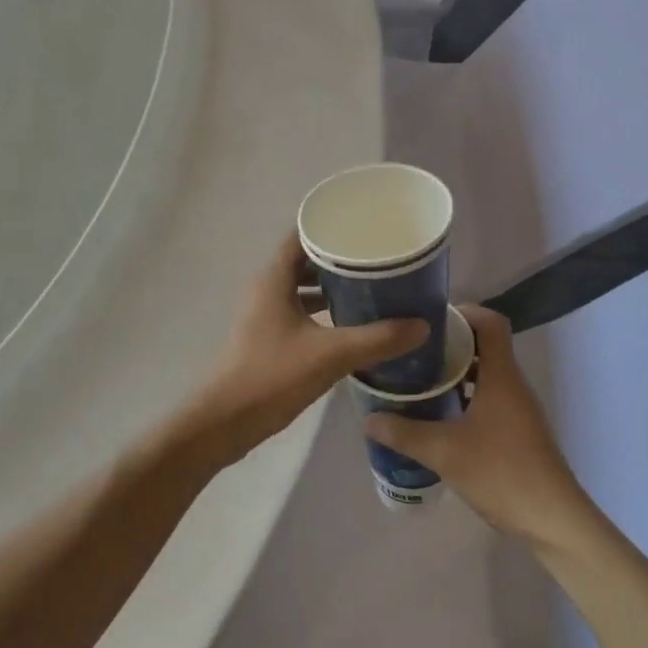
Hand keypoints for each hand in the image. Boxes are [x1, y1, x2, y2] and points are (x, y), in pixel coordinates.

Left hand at [175, 233, 427, 469]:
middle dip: (340, 258)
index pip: (302, 235)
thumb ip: (377, 339)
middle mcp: (266, 289)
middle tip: (378, 258)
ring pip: (302, 288)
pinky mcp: (267, 338)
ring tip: (372, 287)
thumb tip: (422, 325)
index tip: (365, 225)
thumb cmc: (272, 376)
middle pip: (305, 260)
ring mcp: (264, 314)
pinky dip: (323, 311)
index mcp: (273, 278)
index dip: (331, 226)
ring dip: (332, 286)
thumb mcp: (330, 355)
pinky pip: (299, 311)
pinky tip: (351, 323)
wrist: (225, 421)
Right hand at [365, 305, 592, 547]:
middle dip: (449, 343)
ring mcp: (518, 408)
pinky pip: (489, 398)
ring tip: (419, 379)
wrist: (553, 520)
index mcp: (501, 375)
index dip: (462, 312)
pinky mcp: (518, 430)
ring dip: (456, 372)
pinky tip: (439, 416)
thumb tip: (369, 419)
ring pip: (486, 374)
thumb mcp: (444, 452)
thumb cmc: (501, 473)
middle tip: (413, 351)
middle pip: (484, 345)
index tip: (428, 320)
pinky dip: (465, 396)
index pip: (490, 321)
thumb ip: (404, 433)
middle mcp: (513, 383)